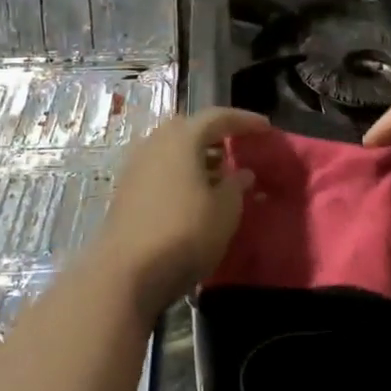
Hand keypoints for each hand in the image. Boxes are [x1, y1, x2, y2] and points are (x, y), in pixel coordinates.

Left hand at [93, 107, 268, 316]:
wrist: (125, 273)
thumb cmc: (184, 233)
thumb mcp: (225, 211)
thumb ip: (236, 186)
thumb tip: (242, 173)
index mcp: (181, 138)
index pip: (217, 117)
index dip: (244, 121)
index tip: (265, 128)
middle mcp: (154, 144)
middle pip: (189, 129)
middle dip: (216, 135)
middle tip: (238, 146)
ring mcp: (135, 167)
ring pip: (173, 150)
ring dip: (197, 157)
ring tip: (221, 174)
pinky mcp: (126, 191)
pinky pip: (161, 169)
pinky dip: (181, 173)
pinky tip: (195, 195)